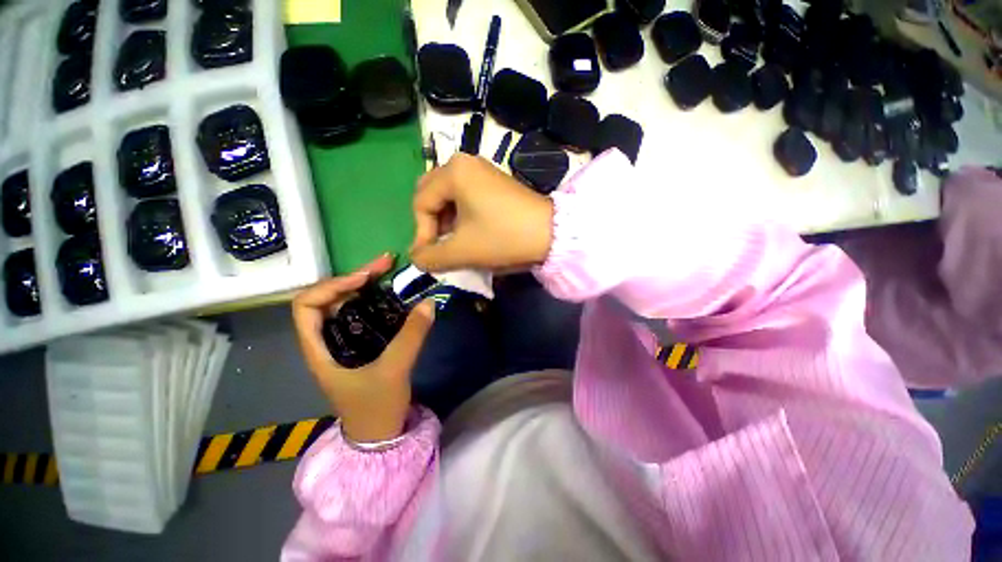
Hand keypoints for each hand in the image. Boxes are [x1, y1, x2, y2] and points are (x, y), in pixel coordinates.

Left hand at [292, 254, 435, 442]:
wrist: (379, 435)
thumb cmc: (376, 408)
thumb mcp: (394, 371)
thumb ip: (412, 336)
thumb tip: (428, 302)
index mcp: (319, 348)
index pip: (307, 305)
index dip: (332, 286)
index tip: (365, 279)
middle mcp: (327, 340)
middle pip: (331, 298)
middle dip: (356, 277)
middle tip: (387, 263)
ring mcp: (345, 342)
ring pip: (349, 304)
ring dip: (368, 286)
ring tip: (391, 272)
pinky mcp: (362, 345)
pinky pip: (365, 314)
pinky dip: (377, 300)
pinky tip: (394, 295)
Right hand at [410, 153, 554, 272]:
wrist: (552, 234)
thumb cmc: (503, 238)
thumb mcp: (462, 251)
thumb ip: (431, 257)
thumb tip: (416, 259)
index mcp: (453, 172)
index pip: (421, 202)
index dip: (421, 233)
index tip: (430, 257)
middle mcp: (465, 163)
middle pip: (432, 194)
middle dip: (431, 223)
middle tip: (439, 246)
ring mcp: (482, 170)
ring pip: (449, 196)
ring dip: (446, 221)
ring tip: (455, 243)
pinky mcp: (494, 182)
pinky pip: (466, 196)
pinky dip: (461, 215)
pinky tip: (470, 232)